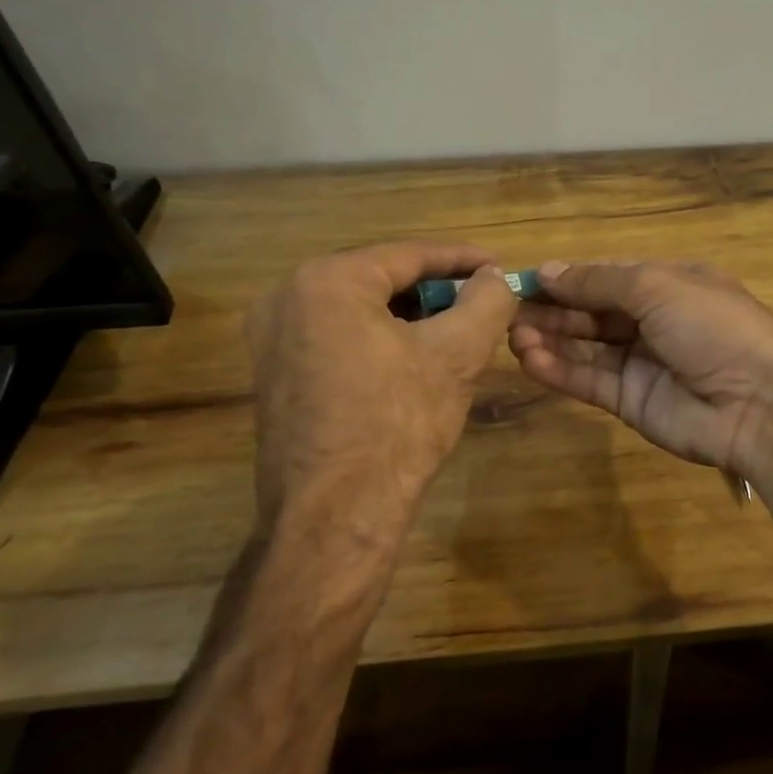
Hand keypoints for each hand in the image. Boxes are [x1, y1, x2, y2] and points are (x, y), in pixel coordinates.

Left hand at [245, 241, 518, 546]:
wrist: (334, 519)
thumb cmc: (397, 426)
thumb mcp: (457, 354)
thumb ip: (487, 300)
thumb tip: (494, 277)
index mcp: (327, 281)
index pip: (409, 254)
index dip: (462, 259)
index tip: (499, 267)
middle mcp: (287, 297)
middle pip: (382, 277)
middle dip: (436, 289)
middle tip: (481, 302)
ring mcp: (272, 337)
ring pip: (360, 307)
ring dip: (411, 314)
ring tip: (456, 330)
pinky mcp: (274, 371)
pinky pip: (338, 334)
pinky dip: (380, 337)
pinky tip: (416, 358)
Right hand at [508, 260, 772, 480]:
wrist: (759, 403)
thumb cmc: (711, 326)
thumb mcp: (657, 286)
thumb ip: (598, 281)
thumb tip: (549, 270)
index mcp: (668, 284)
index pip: (606, 276)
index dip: (568, 278)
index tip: (526, 279)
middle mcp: (653, 320)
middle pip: (592, 312)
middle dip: (553, 310)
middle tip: (507, 310)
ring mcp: (642, 363)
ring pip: (586, 348)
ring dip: (549, 339)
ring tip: (512, 334)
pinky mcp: (632, 402)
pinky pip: (589, 381)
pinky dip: (559, 370)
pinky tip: (528, 359)